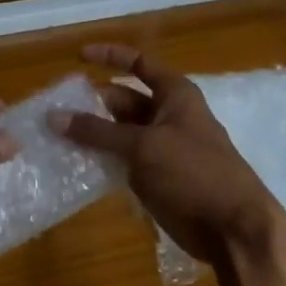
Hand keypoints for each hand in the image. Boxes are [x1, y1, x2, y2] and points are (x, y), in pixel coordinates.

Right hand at [54, 44, 285, 266]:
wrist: (232, 228)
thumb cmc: (193, 173)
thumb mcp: (142, 146)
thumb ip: (97, 131)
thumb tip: (53, 116)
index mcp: (175, 95)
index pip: (139, 63)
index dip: (110, 56)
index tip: (77, 56)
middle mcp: (169, 116)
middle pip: (124, 100)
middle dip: (91, 103)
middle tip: (53, 111)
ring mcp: (162, 148)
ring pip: (120, 133)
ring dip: (93, 134)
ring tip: (54, 137)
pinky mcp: (157, 177)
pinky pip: (123, 160)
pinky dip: (101, 160)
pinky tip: (74, 165)